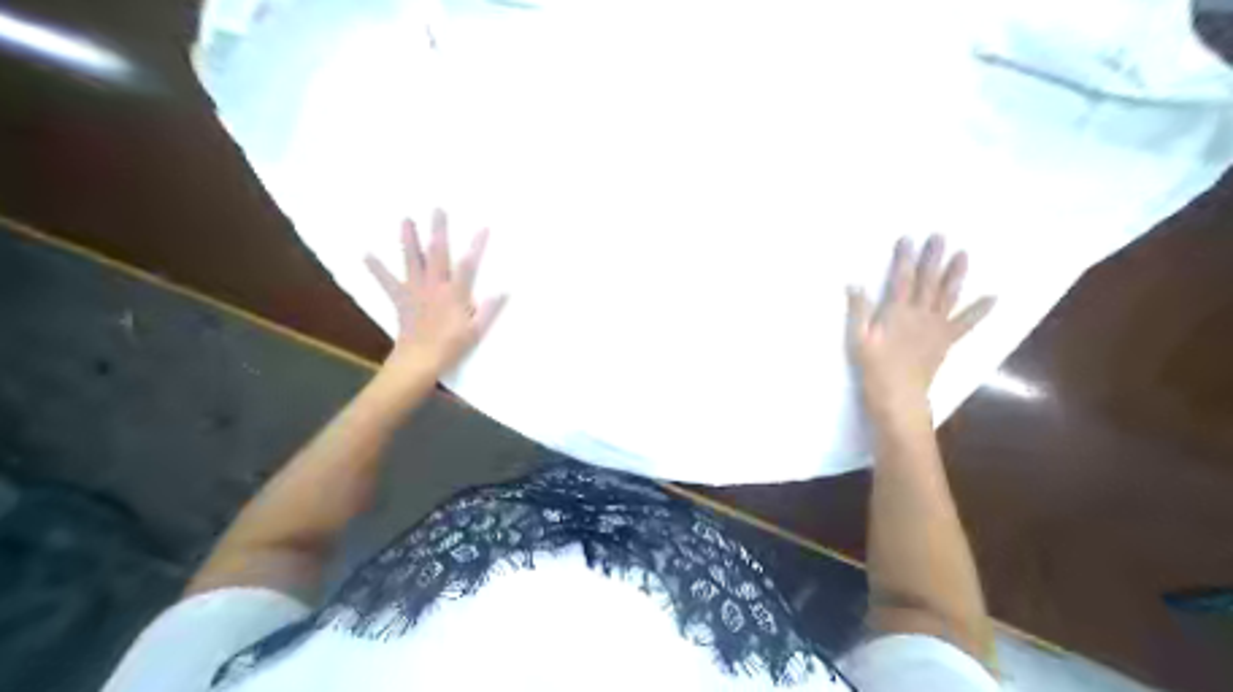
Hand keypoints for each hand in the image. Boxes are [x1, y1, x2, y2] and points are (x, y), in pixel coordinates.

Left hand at [362, 208, 506, 376]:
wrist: (419, 360)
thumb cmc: (452, 346)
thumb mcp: (477, 330)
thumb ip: (489, 309)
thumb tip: (504, 290)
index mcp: (454, 294)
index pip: (468, 265)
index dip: (476, 246)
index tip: (483, 227)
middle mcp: (434, 286)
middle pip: (437, 254)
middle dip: (439, 231)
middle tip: (438, 209)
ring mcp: (415, 291)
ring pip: (412, 261)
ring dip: (409, 240)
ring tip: (406, 220)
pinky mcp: (401, 300)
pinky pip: (387, 282)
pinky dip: (377, 269)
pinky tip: (367, 254)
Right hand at [849, 235, 988, 421]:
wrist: (898, 392)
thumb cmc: (873, 365)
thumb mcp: (857, 337)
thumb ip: (858, 310)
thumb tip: (855, 284)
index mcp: (897, 312)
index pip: (902, 278)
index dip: (904, 258)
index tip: (908, 239)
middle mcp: (921, 314)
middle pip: (928, 281)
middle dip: (933, 258)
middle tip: (940, 236)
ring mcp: (937, 327)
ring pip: (949, 295)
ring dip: (957, 274)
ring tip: (964, 254)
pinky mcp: (947, 340)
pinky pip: (966, 322)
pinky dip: (980, 310)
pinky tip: (993, 297)